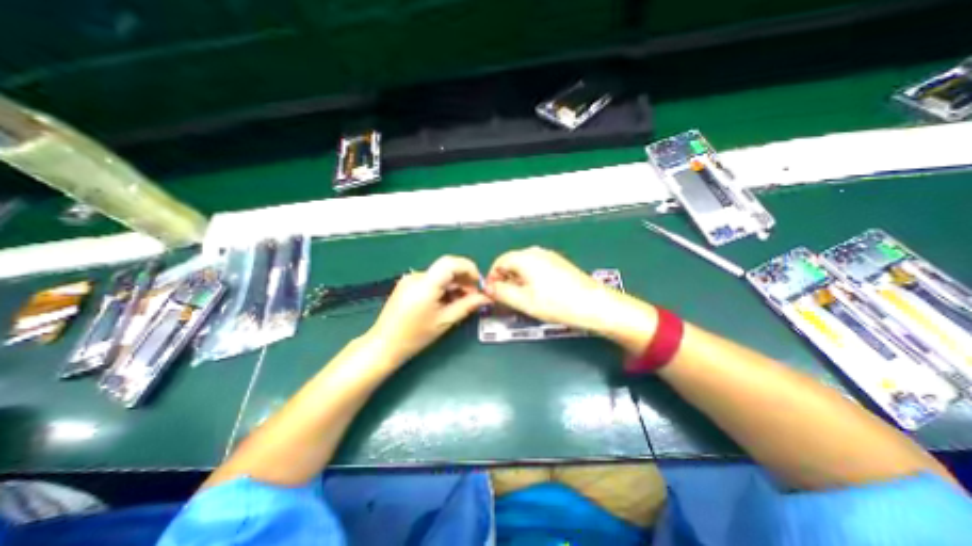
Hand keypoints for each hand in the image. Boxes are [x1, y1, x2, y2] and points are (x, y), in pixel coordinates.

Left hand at [365, 254, 490, 363]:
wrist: (383, 345)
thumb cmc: (415, 336)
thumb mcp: (445, 321)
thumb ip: (467, 306)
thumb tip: (486, 297)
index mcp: (426, 284)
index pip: (451, 263)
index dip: (469, 269)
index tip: (478, 284)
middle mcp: (417, 276)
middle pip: (447, 268)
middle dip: (464, 279)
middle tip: (473, 297)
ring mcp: (410, 279)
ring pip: (440, 275)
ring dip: (454, 285)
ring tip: (460, 302)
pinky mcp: (407, 285)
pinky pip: (431, 281)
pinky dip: (443, 288)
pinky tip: (446, 303)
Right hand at [482, 246, 626, 332]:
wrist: (593, 304)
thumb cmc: (557, 303)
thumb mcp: (523, 301)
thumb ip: (501, 293)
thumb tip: (489, 288)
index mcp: (525, 258)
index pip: (499, 262)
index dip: (492, 277)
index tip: (491, 293)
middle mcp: (536, 252)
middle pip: (512, 262)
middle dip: (505, 280)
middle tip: (504, 298)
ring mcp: (550, 257)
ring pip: (525, 266)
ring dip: (517, 281)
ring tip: (520, 299)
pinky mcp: (559, 264)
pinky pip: (537, 268)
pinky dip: (530, 280)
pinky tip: (536, 294)